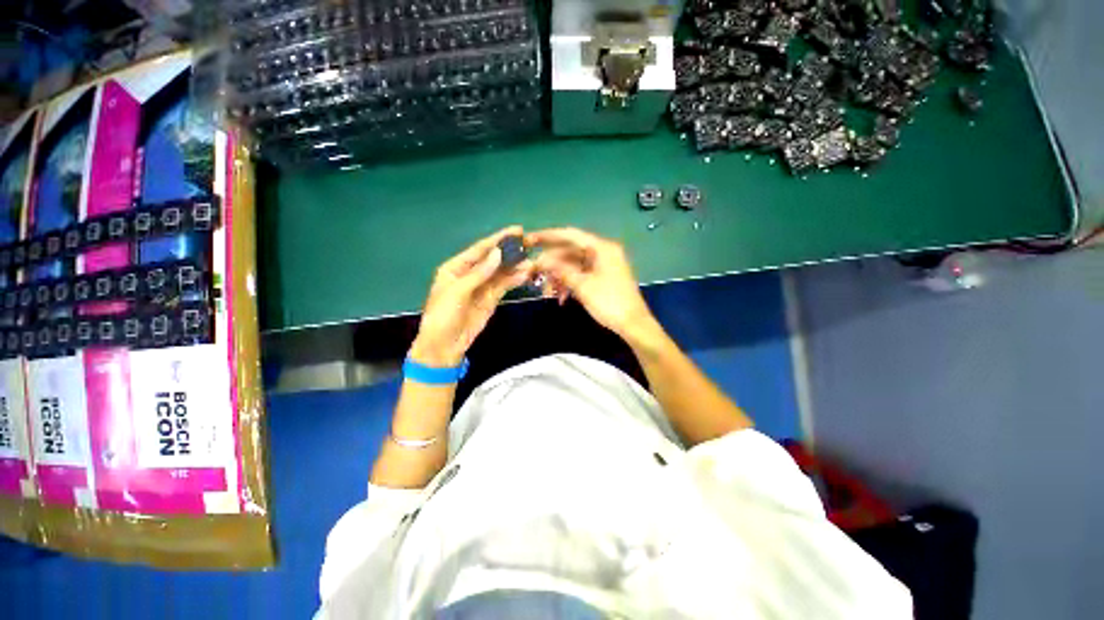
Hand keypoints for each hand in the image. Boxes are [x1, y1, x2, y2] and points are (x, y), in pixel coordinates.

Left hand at [411, 226, 533, 366]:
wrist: (445, 346)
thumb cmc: (444, 315)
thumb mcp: (458, 291)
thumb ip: (479, 273)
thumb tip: (498, 253)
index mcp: (456, 267)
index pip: (479, 249)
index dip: (498, 239)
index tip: (517, 230)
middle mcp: (470, 274)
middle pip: (493, 259)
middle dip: (510, 251)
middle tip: (529, 244)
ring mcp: (482, 287)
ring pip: (501, 273)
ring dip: (515, 267)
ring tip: (532, 262)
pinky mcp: (491, 299)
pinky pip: (504, 286)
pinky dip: (514, 280)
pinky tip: (526, 274)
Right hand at [527, 228, 657, 341]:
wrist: (632, 324)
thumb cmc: (609, 302)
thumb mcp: (582, 286)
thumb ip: (561, 270)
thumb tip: (540, 260)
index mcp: (601, 248)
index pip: (570, 235)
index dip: (549, 236)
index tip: (530, 239)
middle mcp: (602, 252)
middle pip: (570, 251)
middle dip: (552, 263)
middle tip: (534, 272)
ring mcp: (602, 266)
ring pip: (573, 265)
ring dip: (559, 277)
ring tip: (547, 291)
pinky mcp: (601, 278)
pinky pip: (580, 275)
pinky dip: (569, 283)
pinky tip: (560, 297)